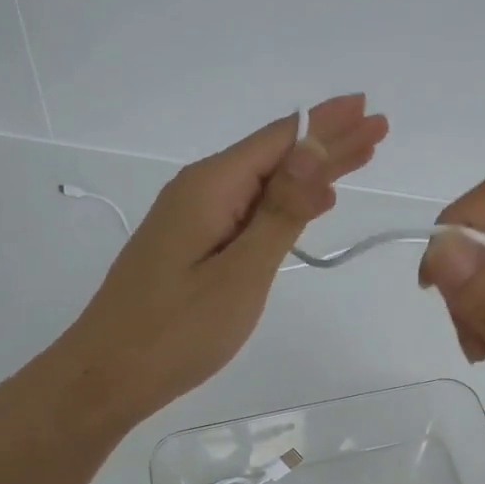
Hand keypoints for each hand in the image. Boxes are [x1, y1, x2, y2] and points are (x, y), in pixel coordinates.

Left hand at [60, 95, 388, 426]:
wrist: (106, 375)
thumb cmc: (176, 331)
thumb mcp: (239, 274)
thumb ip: (280, 212)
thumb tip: (314, 149)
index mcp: (210, 187)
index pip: (280, 140)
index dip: (327, 124)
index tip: (368, 109)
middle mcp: (199, 190)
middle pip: (274, 156)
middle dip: (328, 142)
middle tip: (377, 128)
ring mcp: (192, 217)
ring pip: (263, 182)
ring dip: (311, 172)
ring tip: (358, 158)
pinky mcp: (190, 244)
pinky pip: (247, 209)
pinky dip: (285, 202)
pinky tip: (311, 204)